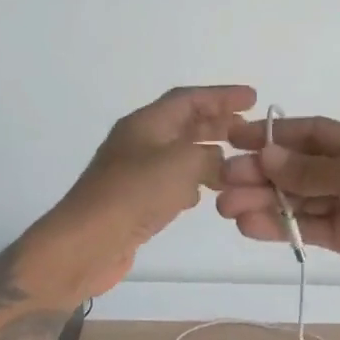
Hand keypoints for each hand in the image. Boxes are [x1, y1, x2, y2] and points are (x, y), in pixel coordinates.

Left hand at [22, 85, 254, 301]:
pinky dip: (192, 182)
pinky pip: (170, 182)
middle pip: (183, 123)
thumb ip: (210, 157)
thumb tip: (219, 163)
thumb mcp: (182, 164)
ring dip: (207, 153)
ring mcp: (135, 173)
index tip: (252, 98)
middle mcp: (139, 142)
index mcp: (145, 123)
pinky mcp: (135, 201)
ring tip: (236, 160)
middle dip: (217, 123)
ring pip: (179, 154)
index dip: (221, 96)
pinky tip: (207, 193)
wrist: (88, 244)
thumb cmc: (135, 195)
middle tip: (249, 129)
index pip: (188, 99)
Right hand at [216, 115, 339, 313]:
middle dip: (261, 173)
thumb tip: (267, 155)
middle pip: (297, 169)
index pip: (310, 134)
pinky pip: (307, 229)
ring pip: (297, 201)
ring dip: (263, 202)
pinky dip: (279, 228)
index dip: (273, 135)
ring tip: (227, 208)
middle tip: (222, 182)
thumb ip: (316, 170)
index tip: (234, 139)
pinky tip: (250, 226)